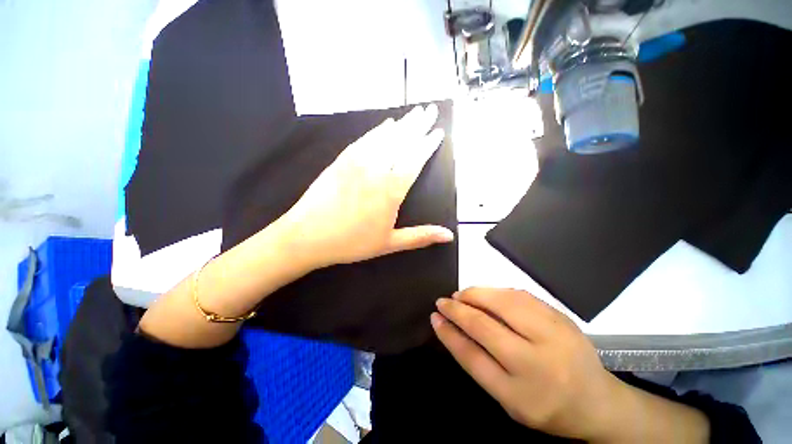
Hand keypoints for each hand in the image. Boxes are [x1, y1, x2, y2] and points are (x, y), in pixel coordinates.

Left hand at [281, 104, 453, 267]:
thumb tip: (449, 236)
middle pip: (402, 142)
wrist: (307, 236)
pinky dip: (378, 130)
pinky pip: (364, 140)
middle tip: (430, 110)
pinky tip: (385, 125)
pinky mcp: (342, 160)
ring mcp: (357, 162)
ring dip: (402, 124)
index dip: (428, 145)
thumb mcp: (389, 244)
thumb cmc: (351, 243)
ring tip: (414, 113)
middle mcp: (377, 170)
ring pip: (385, 137)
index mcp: (391, 190)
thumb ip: (420, 237)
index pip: (415, 160)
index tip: (438, 132)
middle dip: (418, 125)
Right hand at [431, 288, 621, 440]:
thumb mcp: (507, 398)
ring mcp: (553, 336)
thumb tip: (451, 326)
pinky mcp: (561, 317)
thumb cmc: (545, 405)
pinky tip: (486, 294)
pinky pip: (521, 296)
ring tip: (462, 295)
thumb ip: (478, 362)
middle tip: (444, 300)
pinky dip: (497, 291)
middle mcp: (537, 364)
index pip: (472, 356)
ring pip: (502, 303)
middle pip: (485, 326)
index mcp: (520, 395)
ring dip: (476, 294)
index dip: (449, 333)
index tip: (435, 316)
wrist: (598, 402)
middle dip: (458, 309)